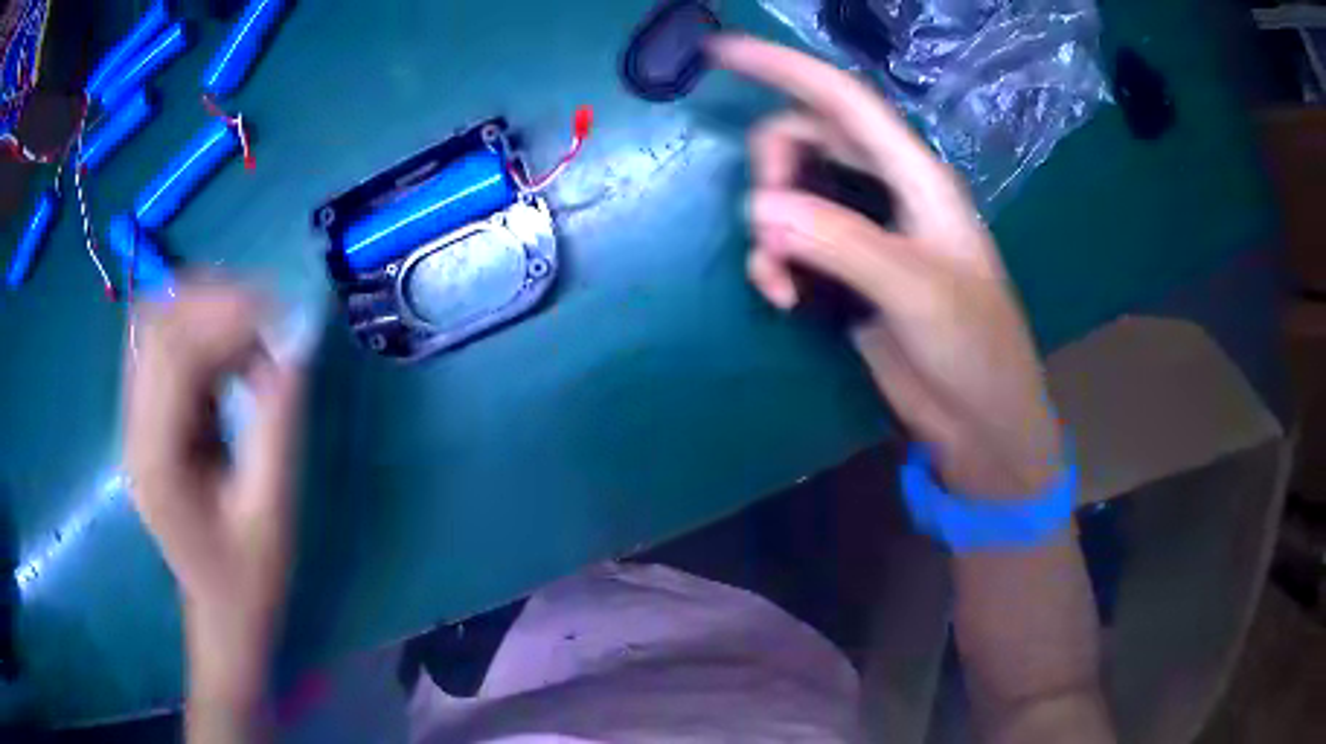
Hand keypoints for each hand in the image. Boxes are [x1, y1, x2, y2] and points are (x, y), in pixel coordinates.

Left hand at [123, 284, 302, 712]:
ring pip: (158, 321)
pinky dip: (204, 329)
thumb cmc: (248, 577)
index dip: (227, 316)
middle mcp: (133, 427)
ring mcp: (136, 416)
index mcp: (155, 459)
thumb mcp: (271, 509)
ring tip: (259, 333)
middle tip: (274, 318)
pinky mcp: (148, 411)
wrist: (221, 610)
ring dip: (209, 310)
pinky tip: (237, 351)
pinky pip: (167, 342)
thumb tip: (294, 344)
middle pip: (156, 321)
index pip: (173, 350)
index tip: (285, 318)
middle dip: (216, 301)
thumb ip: (276, 423)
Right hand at [711, 36, 1061, 496]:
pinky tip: (781, 299)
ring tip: (778, 281)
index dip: (784, 68)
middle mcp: (886, 192)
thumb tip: (761, 210)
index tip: (721, 50)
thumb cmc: (973, 348)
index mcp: (916, 178)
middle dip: (772, 169)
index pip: (843, 101)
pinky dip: (773, 264)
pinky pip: (789, 244)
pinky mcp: (845, 272)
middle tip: (766, 220)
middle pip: (806, 140)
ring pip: (790, 193)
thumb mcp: (916, 291)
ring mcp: (862, 232)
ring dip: (768, 228)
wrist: (979, 419)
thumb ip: (842, 243)